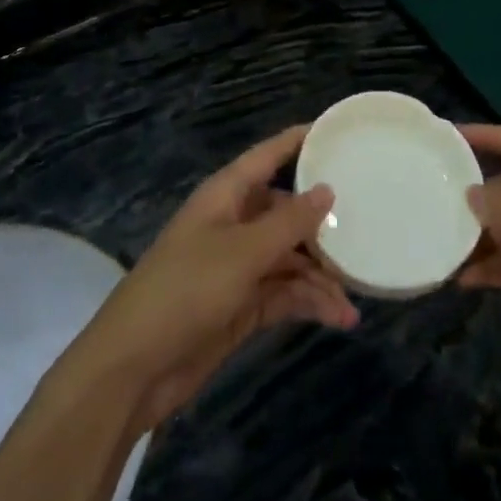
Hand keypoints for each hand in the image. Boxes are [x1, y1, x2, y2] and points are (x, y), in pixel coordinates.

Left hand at [71, 127, 359, 434]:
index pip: (268, 156)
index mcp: (226, 195)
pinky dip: (308, 302)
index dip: (299, 142)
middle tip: (366, 230)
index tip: (338, 133)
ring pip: (289, 257)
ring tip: (354, 297)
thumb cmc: (186, 290)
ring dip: (319, 275)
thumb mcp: (243, 252)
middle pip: (286, 211)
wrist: (134, 368)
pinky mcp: (241, 305)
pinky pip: (284, 292)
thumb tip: (327, 190)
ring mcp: (238, 266)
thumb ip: (289, 223)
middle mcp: (234, 224)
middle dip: (322, 224)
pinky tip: (339, 318)